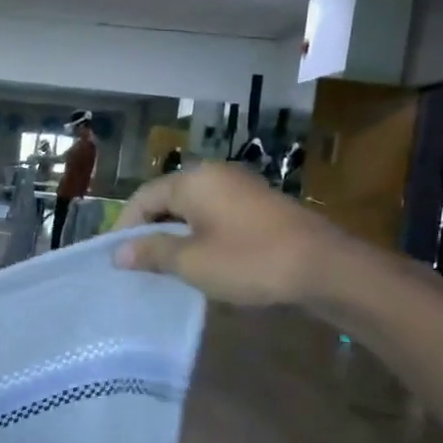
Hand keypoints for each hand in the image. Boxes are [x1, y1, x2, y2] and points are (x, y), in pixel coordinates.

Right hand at [113, 162, 342, 306]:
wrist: (325, 268)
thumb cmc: (249, 261)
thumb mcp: (191, 262)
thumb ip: (151, 253)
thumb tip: (118, 253)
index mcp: (192, 180)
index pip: (143, 198)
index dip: (125, 227)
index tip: (117, 259)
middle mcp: (213, 174)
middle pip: (166, 199)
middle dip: (149, 230)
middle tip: (138, 264)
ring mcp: (239, 187)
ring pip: (191, 207)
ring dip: (174, 234)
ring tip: (166, 266)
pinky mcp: (258, 204)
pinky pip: (214, 213)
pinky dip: (199, 233)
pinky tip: (201, 259)